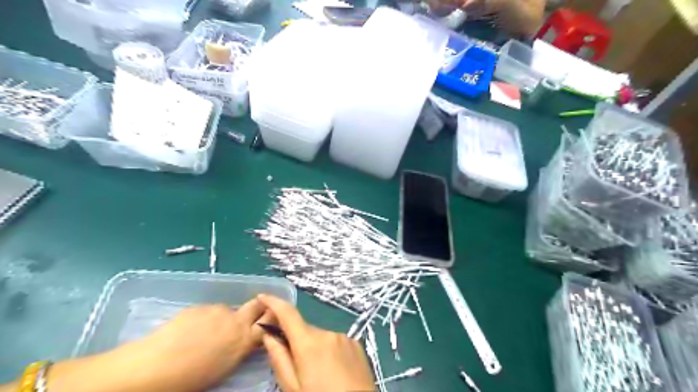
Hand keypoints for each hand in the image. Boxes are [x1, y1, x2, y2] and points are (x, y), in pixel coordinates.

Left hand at [46, 299, 272, 391]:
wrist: (152, 367)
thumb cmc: (190, 379)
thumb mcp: (224, 368)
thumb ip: (237, 350)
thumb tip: (241, 343)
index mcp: (243, 340)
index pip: (270, 321)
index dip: (274, 317)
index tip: (273, 318)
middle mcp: (235, 320)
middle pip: (257, 304)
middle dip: (259, 306)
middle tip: (253, 315)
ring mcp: (216, 311)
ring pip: (228, 309)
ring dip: (225, 317)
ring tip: (207, 333)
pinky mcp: (198, 307)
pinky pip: (209, 311)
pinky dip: (206, 318)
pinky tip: (190, 331)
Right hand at [256, 294, 376, 391]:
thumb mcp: (293, 388)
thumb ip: (279, 359)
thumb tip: (268, 334)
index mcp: (309, 343)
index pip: (288, 314)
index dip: (274, 302)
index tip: (262, 296)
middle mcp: (327, 333)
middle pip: (304, 330)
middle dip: (296, 342)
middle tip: (296, 366)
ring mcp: (344, 336)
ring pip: (320, 337)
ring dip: (314, 349)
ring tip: (318, 375)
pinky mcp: (356, 343)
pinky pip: (334, 342)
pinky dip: (329, 351)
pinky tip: (333, 371)